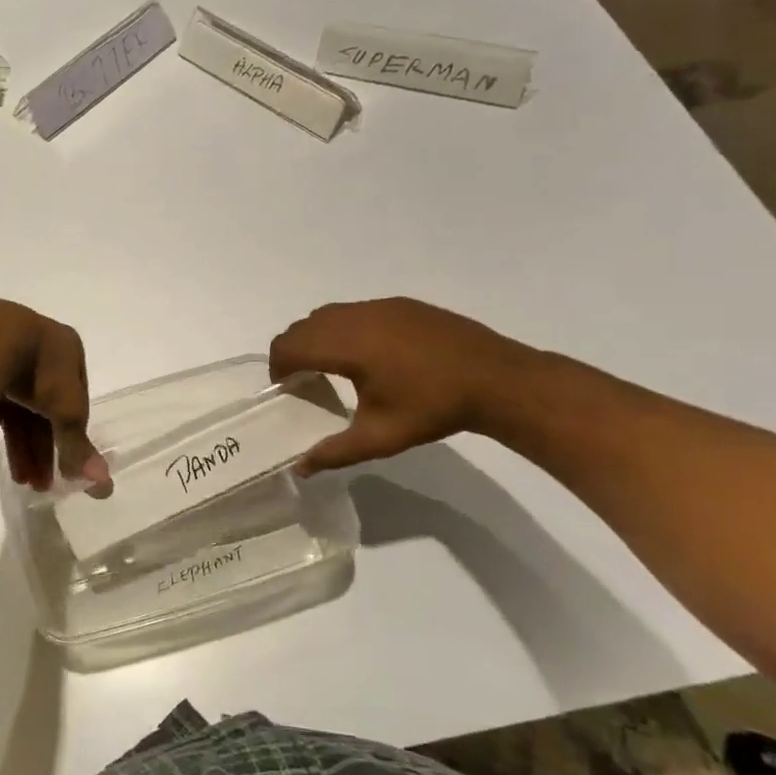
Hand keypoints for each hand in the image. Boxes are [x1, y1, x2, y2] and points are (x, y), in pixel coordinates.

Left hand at [0, 301, 109, 493]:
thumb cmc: (39, 369)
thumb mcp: (67, 411)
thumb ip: (80, 446)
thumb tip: (104, 486)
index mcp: (67, 348)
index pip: (76, 400)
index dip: (70, 436)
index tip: (65, 469)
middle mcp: (37, 344)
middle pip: (43, 407)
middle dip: (42, 449)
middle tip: (38, 485)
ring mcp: (3, 349)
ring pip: (16, 405)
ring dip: (19, 444)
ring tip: (18, 480)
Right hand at [267, 298, 530, 473]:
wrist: (497, 380)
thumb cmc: (434, 409)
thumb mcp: (380, 437)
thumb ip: (334, 452)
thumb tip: (300, 468)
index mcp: (347, 346)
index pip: (289, 346)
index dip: (278, 367)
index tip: (286, 390)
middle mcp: (357, 318)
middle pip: (303, 327)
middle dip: (293, 351)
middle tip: (304, 382)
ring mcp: (380, 307)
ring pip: (327, 314)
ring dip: (317, 338)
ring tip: (333, 368)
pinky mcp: (400, 305)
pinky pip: (354, 311)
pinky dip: (343, 329)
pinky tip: (368, 356)